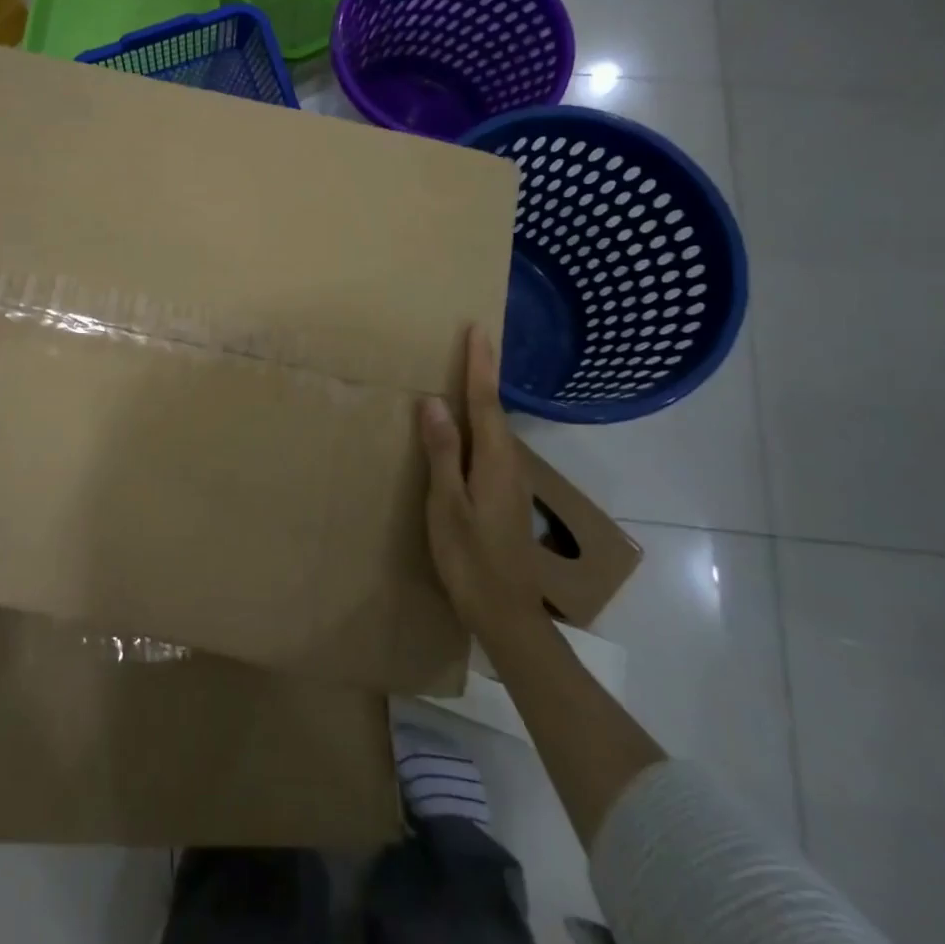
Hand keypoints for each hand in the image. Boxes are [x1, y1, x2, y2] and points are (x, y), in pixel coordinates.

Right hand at [419, 324, 548, 647]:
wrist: (506, 614)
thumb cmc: (470, 559)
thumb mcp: (447, 505)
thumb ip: (443, 453)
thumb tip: (433, 403)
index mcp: (494, 462)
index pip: (485, 402)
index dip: (480, 365)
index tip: (477, 330)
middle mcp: (509, 465)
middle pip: (495, 410)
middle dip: (484, 374)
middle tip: (471, 342)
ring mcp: (511, 482)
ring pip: (495, 428)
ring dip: (483, 398)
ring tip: (466, 374)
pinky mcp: (505, 496)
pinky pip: (491, 446)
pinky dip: (480, 423)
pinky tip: (466, 429)